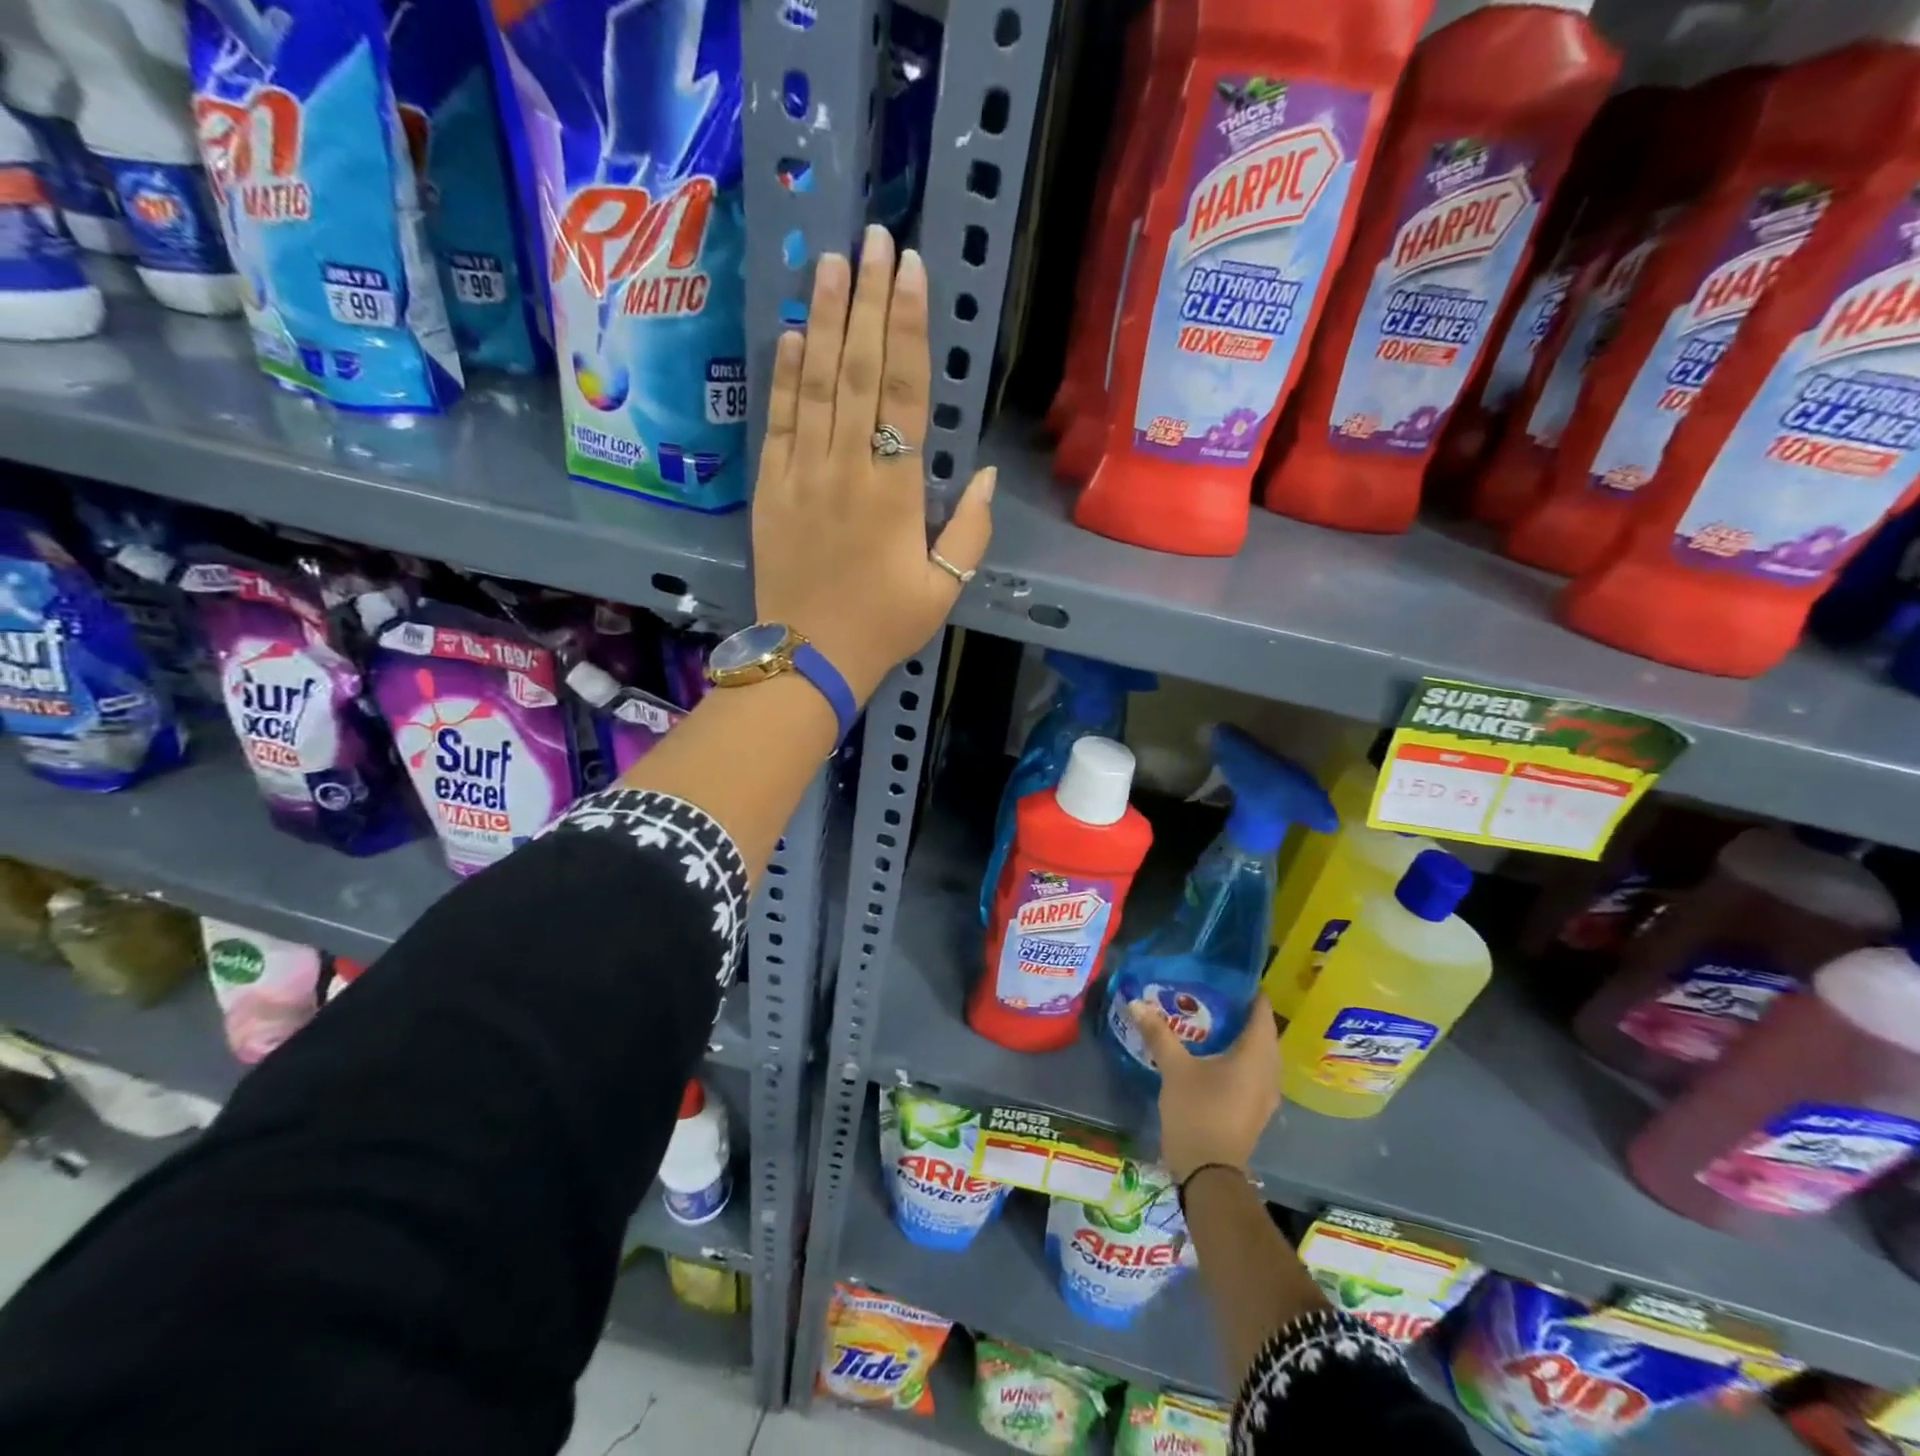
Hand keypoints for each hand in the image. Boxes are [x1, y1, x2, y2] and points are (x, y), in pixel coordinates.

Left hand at [752, 224, 995, 703]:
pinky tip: (789, 334)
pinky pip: (777, 421)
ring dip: (822, 319)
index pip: (903, 392)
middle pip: (857, 370)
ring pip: (813, 383)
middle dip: (867, 300)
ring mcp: (801, 474)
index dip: (908, 327)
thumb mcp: (944, 588)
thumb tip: (986, 475)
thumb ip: (969, 530)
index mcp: (894, 491)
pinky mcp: (769, 488)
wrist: (809, 657)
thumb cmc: (884, 626)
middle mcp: (846, 468)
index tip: (911, 270)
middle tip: (873, 238)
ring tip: (831, 262)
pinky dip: (783, 376)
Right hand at [1129, 1001, 1281, 1182]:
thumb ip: (1159, 1034)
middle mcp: (1269, 1071)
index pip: (1262, 1012)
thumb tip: (1136, 1003)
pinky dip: (1240, 1057)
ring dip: (1242, 1037)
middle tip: (1213, 994)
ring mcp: (1266, 1093)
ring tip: (1212, 1020)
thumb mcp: (1174, 1069)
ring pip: (1260, 1054)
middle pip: (1263, 1032)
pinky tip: (1216, 1054)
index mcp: (1256, 1056)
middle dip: (1242, 1013)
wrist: (1209, 1173)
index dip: (1248, 991)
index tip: (1227, 975)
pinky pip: (1255, 1071)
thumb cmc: (1197, 1112)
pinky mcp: (1257, 1108)